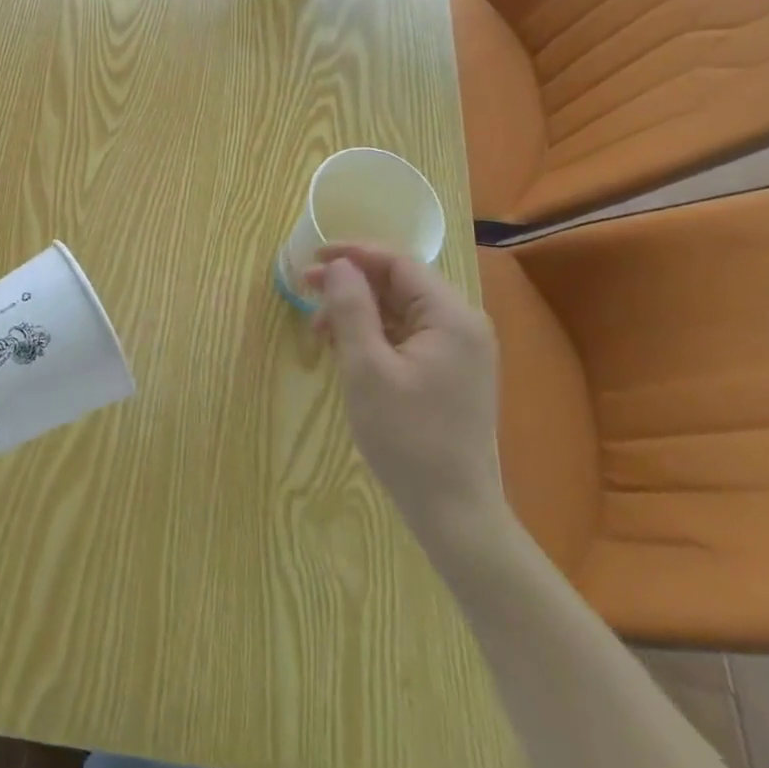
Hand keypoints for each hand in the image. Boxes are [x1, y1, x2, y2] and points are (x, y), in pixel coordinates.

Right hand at [306, 245, 508, 554]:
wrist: (454, 513)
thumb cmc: (407, 437)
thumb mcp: (367, 368)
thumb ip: (351, 308)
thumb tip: (338, 265)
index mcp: (451, 316)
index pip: (398, 263)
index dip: (352, 254)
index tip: (311, 257)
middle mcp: (463, 324)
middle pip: (399, 284)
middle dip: (350, 284)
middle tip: (305, 291)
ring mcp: (460, 350)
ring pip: (400, 309)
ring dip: (358, 310)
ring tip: (319, 329)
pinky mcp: (450, 372)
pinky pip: (407, 334)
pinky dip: (374, 333)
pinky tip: (345, 347)